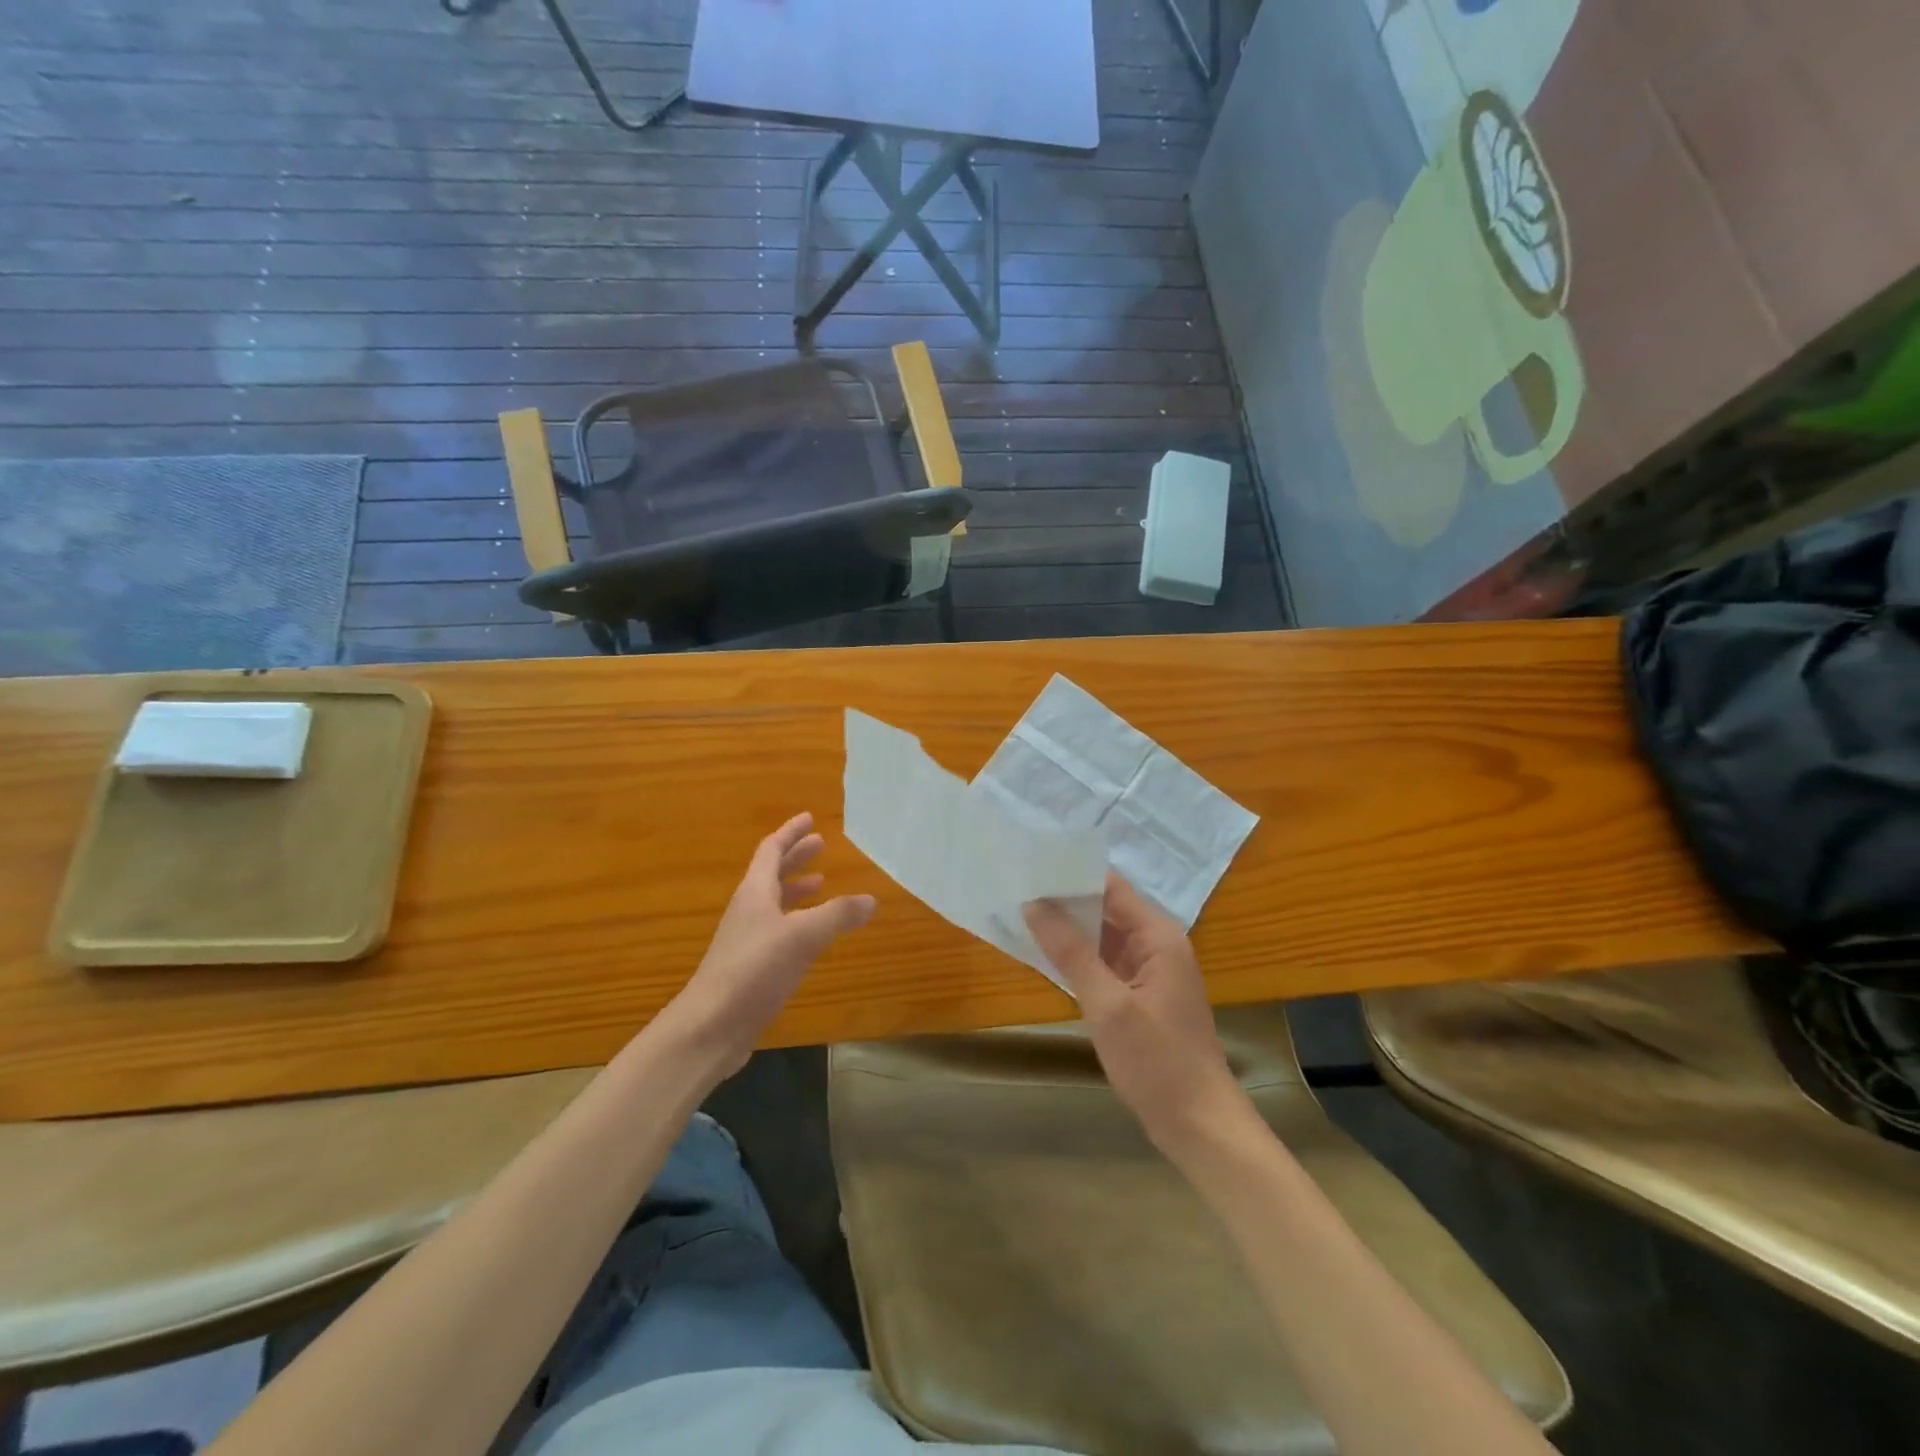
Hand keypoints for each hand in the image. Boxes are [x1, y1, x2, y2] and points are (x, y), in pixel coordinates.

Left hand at [654, 812, 875, 1082]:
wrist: (710, 1027)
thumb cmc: (753, 970)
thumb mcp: (802, 936)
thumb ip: (838, 915)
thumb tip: (871, 899)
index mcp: (755, 893)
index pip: (771, 851)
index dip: (790, 833)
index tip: (809, 818)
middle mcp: (748, 910)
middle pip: (771, 874)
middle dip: (796, 857)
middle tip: (820, 844)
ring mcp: (747, 940)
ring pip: (775, 903)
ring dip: (797, 889)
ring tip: (823, 884)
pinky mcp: (751, 967)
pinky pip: (779, 931)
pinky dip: (798, 922)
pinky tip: (813, 936)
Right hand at [1025, 874, 1254, 1157]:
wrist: (1200, 1126)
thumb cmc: (1157, 1062)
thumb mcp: (1107, 1005)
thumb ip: (1071, 952)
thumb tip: (1034, 904)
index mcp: (1158, 936)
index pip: (1111, 887)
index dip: (1072, 875)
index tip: (1031, 867)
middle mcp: (1157, 944)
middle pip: (1107, 908)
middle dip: (1065, 900)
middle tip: (1016, 888)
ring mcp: (1151, 971)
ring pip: (1104, 937)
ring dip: (1070, 929)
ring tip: (1022, 913)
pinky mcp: (1142, 996)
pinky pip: (1107, 963)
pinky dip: (1080, 957)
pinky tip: (1046, 955)